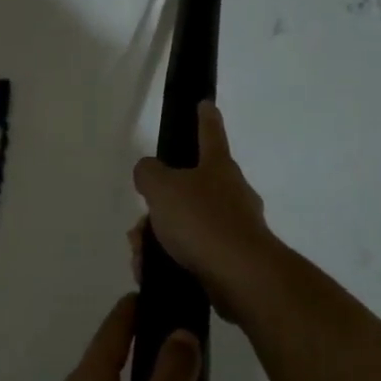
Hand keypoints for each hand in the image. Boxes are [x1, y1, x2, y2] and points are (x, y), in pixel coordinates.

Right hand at [131, 102, 274, 319]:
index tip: (205, 104)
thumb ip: (149, 173)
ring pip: (185, 226)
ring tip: (142, 257)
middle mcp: (231, 193)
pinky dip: (169, 261)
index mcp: (218, 168)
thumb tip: (148, 171)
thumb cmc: (202, 221)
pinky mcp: (230, 260)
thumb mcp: (162, 188)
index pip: (210, 134)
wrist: (240, 277)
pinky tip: (153, 273)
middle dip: (158, 208)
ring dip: (157, 239)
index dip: (204, 118)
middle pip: (187, 190)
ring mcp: (234, 228)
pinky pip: (192, 254)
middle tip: (140, 226)